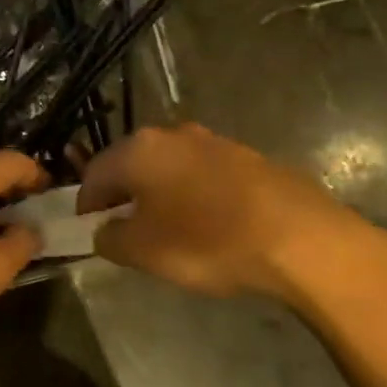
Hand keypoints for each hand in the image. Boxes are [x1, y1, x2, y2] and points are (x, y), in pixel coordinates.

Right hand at [77, 123, 386, 311]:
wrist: (301, 238)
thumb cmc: (207, 241)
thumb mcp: (143, 252)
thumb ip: (110, 239)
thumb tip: (104, 230)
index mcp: (139, 150)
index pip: (94, 172)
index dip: (86, 203)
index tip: (89, 230)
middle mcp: (172, 134)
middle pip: (132, 163)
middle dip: (123, 194)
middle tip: (125, 229)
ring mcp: (214, 142)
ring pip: (170, 167)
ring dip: (161, 193)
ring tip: (169, 229)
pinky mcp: (248, 158)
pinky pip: (204, 175)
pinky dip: (195, 195)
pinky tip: (208, 224)